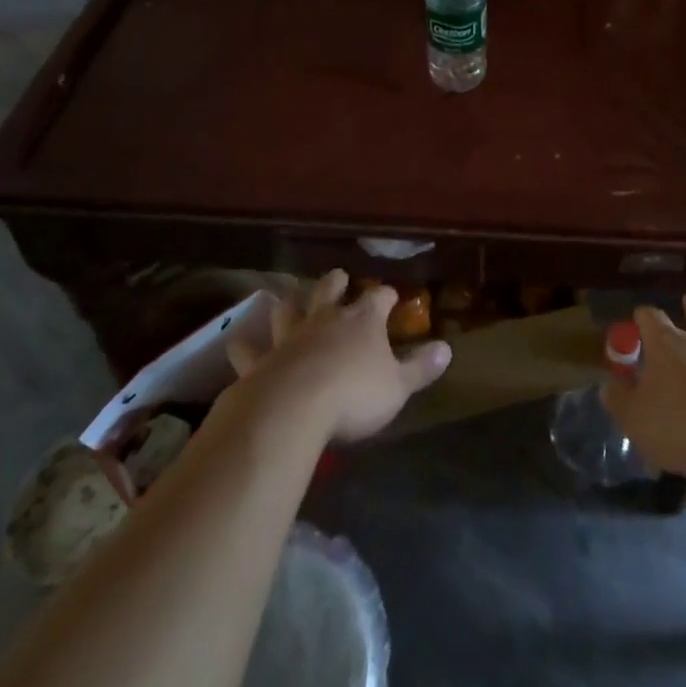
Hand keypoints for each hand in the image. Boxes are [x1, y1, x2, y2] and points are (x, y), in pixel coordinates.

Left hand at [226, 271, 452, 443]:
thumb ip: (421, 368)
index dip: (386, 296)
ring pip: (289, 309)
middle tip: (338, 276)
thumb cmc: (353, 395)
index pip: (379, 297)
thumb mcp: (397, 387)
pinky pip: (249, 349)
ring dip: (290, 304)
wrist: (292, 409)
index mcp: (363, 320)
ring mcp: (290, 336)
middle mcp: (326, 319)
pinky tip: (237, 340)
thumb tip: (448, 349)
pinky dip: (244, 345)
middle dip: (336, 282)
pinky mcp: (261, 361)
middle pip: (330, 290)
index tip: (391, 296)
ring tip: (288, 298)